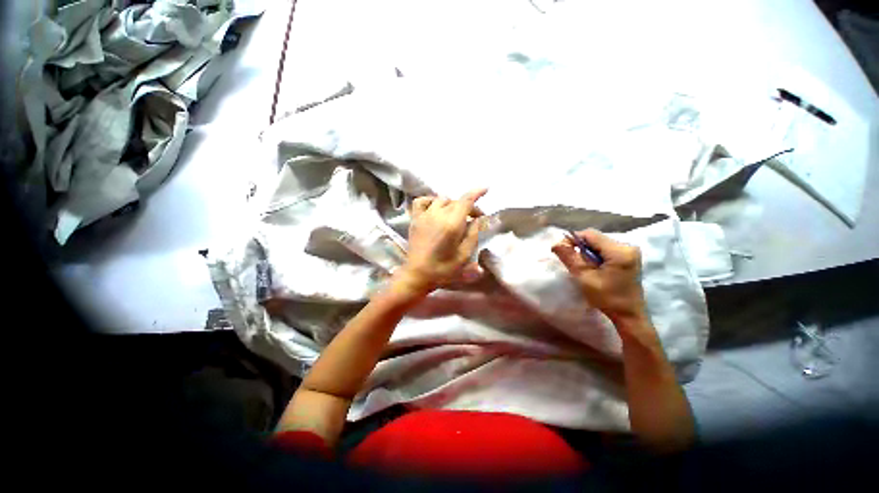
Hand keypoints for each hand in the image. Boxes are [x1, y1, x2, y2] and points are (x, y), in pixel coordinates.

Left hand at [392, 189, 487, 297]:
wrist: (418, 274)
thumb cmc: (443, 268)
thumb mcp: (464, 255)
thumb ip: (473, 235)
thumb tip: (477, 220)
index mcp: (452, 224)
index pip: (466, 201)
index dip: (476, 193)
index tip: (485, 189)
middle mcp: (438, 214)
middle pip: (456, 201)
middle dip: (468, 206)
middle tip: (473, 219)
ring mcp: (424, 215)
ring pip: (441, 199)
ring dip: (451, 204)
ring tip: (455, 215)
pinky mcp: (415, 219)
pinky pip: (422, 201)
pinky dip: (431, 201)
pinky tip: (435, 209)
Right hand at [552, 229, 648, 326]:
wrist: (629, 315)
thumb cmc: (607, 298)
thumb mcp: (584, 277)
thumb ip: (570, 257)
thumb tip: (555, 243)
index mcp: (619, 251)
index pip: (590, 234)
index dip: (573, 239)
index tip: (561, 251)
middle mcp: (628, 246)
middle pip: (595, 238)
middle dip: (579, 247)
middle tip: (570, 261)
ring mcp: (630, 251)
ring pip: (599, 243)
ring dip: (586, 252)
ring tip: (582, 266)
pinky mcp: (629, 257)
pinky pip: (605, 249)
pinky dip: (595, 255)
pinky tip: (592, 267)